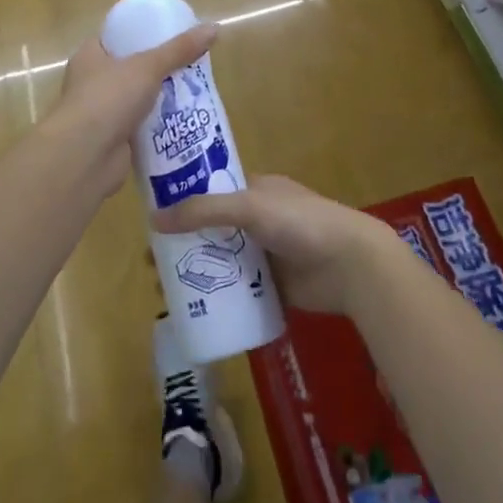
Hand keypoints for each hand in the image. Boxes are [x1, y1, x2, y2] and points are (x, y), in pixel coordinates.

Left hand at [48, 23, 218, 198]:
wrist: (86, 156)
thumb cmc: (108, 98)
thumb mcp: (148, 66)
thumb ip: (179, 50)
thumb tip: (213, 28)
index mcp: (89, 57)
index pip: (113, 38)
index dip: (137, 34)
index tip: (166, 35)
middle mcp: (90, 83)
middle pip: (128, 70)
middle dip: (156, 70)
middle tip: (187, 65)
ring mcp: (100, 114)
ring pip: (136, 100)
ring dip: (159, 99)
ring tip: (192, 92)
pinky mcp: (113, 141)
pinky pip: (141, 128)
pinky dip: (158, 126)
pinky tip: (184, 122)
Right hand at [152, 175, 394, 314]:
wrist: (351, 263)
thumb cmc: (301, 223)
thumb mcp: (249, 207)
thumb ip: (203, 211)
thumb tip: (152, 220)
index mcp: (256, 190)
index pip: (211, 192)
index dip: (182, 204)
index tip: (152, 223)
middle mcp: (259, 220)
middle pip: (212, 232)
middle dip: (182, 246)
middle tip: (151, 266)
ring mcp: (267, 254)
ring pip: (222, 263)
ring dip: (195, 275)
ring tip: (163, 293)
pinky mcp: (273, 286)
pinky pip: (239, 292)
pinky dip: (218, 299)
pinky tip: (193, 311)